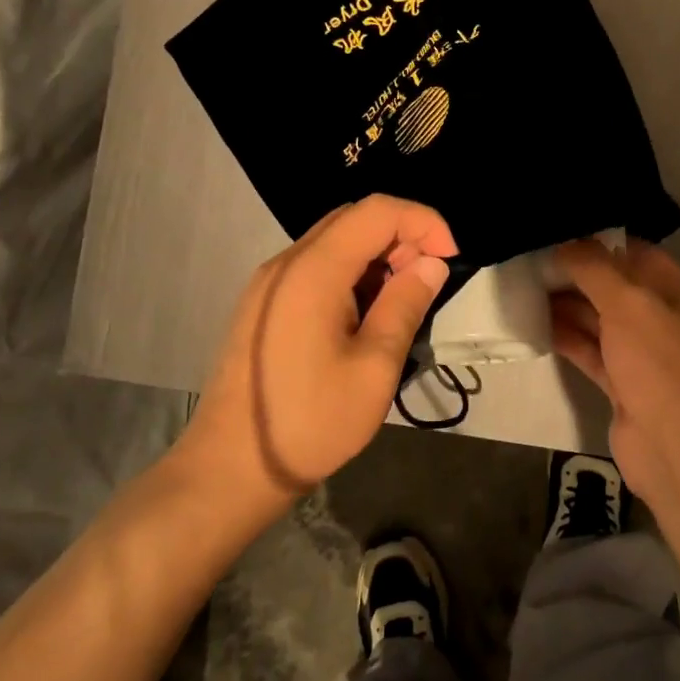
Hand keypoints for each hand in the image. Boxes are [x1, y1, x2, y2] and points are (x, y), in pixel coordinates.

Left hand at [187, 195, 456, 500]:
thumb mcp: (374, 368)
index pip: (377, 211)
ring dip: (376, 256)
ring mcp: (269, 283)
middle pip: (353, 219)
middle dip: (401, 236)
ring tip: (400, 302)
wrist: (230, 469)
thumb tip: (431, 264)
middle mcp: (287, 263)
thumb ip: (404, 306)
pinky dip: (351, 273)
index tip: (449, 258)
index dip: (423, 222)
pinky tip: (364, 315)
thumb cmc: (309, 422)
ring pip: (334, 242)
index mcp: (314, 270)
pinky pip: (315, 266)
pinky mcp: (263, 304)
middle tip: (426, 281)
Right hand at [549, 238, 679, 506]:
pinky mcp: (624, 388)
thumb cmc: (661, 362)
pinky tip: (537, 324)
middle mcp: (666, 323)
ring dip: (569, 307)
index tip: (564, 233)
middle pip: (618, 290)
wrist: (678, 448)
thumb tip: (567, 243)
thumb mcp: (629, 304)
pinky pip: (592, 354)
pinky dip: (568, 339)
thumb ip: (596, 270)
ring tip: (528, 287)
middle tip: (535, 259)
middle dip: (580, 275)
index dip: (604, 243)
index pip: (641, 256)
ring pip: (602, 323)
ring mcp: (645, 358)